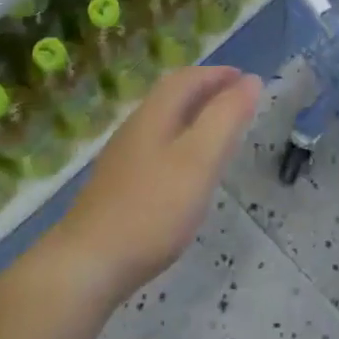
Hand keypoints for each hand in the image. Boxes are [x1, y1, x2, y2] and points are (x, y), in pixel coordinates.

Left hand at [50, 66, 261, 300]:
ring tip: (219, 130)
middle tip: (236, 99)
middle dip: (205, 90)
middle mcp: (135, 128)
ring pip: (163, 122)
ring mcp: (123, 158)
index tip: (246, 79)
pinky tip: (188, 169)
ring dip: (193, 116)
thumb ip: (226, 118)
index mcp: (154, 115)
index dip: (217, 74)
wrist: (87, 265)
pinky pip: (157, 147)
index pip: (187, 79)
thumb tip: (250, 81)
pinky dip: (181, 142)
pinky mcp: (118, 186)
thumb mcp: (199, 160)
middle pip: (171, 96)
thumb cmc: (152, 209)